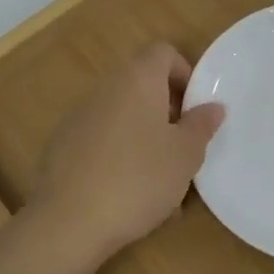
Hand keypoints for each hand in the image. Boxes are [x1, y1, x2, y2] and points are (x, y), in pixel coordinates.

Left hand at [27, 43, 225, 267]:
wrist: (68, 221)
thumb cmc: (138, 178)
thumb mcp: (185, 155)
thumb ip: (201, 125)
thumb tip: (212, 107)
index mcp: (137, 79)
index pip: (163, 52)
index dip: (184, 74)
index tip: (195, 109)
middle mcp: (105, 88)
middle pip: (142, 84)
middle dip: (167, 111)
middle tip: (184, 146)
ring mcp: (79, 116)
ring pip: (123, 116)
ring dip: (145, 136)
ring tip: (161, 181)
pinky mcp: (61, 146)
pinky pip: (101, 140)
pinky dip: (119, 156)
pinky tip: (129, 196)